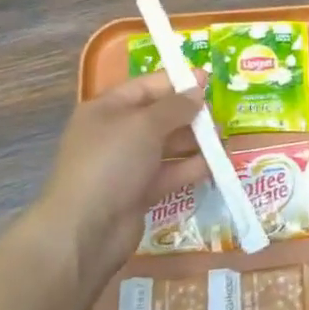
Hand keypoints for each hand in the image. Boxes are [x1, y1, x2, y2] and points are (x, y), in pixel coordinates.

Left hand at [39, 72, 205, 288]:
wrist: (85, 230)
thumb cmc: (111, 163)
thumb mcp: (144, 125)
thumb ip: (175, 107)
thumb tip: (197, 91)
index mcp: (107, 109)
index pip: (145, 87)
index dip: (176, 82)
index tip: (208, 80)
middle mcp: (116, 134)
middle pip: (158, 116)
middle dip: (188, 114)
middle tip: (219, 114)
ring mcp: (127, 165)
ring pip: (166, 146)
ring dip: (194, 142)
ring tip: (223, 139)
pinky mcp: (139, 193)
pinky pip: (169, 173)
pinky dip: (190, 168)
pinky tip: (215, 165)